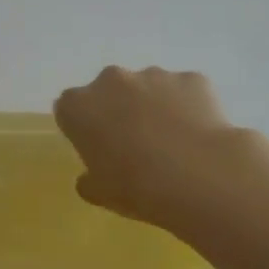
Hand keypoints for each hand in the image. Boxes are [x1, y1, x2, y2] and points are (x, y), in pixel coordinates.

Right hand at [54, 66, 266, 234]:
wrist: (199, 176)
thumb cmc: (137, 187)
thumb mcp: (101, 194)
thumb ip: (89, 180)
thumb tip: (91, 178)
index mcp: (79, 107)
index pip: (70, 110)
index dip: (83, 129)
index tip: (98, 149)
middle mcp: (111, 80)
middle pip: (109, 91)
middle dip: (118, 109)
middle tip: (135, 144)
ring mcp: (154, 75)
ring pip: (148, 87)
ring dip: (154, 105)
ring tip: (174, 141)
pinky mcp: (191, 78)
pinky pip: (184, 91)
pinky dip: (188, 106)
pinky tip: (199, 134)